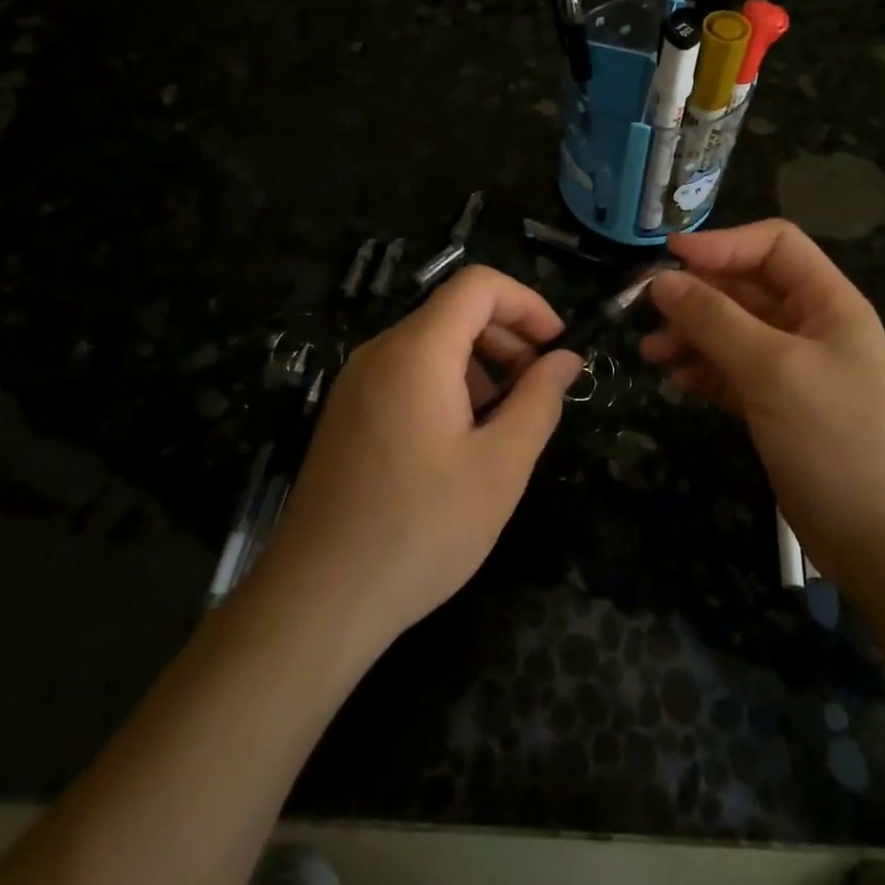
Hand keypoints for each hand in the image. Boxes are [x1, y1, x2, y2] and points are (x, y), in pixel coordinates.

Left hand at [264, 267, 580, 652]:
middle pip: (454, 311)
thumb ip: (539, 401)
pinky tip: (462, 441)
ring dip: (480, 365)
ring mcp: (356, 383)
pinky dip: (448, 385)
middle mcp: (380, 352)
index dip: (528, 304)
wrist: (319, 599)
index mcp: (417, 352)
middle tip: (539, 390)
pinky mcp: (348, 413)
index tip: (558, 348)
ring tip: (505, 422)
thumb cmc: (421, 529)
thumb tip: (565, 359)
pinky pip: (407, 374)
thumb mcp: (501, 466)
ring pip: (431, 344)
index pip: (478, 285)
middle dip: (508, 337)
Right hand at [640, 220, 884, 582]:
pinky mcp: (776, 407)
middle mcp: (810, 327)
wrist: (882, 542)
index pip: (774, 245)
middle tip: (645, 308)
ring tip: (650, 351)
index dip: (722, 244)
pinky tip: (675, 379)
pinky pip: (731, 372)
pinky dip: (703, 370)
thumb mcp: (774, 371)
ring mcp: (793, 369)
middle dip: (697, 294)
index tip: (668, 257)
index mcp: (827, 302)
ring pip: (732, 332)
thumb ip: (715, 321)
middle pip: (746, 288)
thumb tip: (661, 281)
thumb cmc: (836, 440)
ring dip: (691, 334)